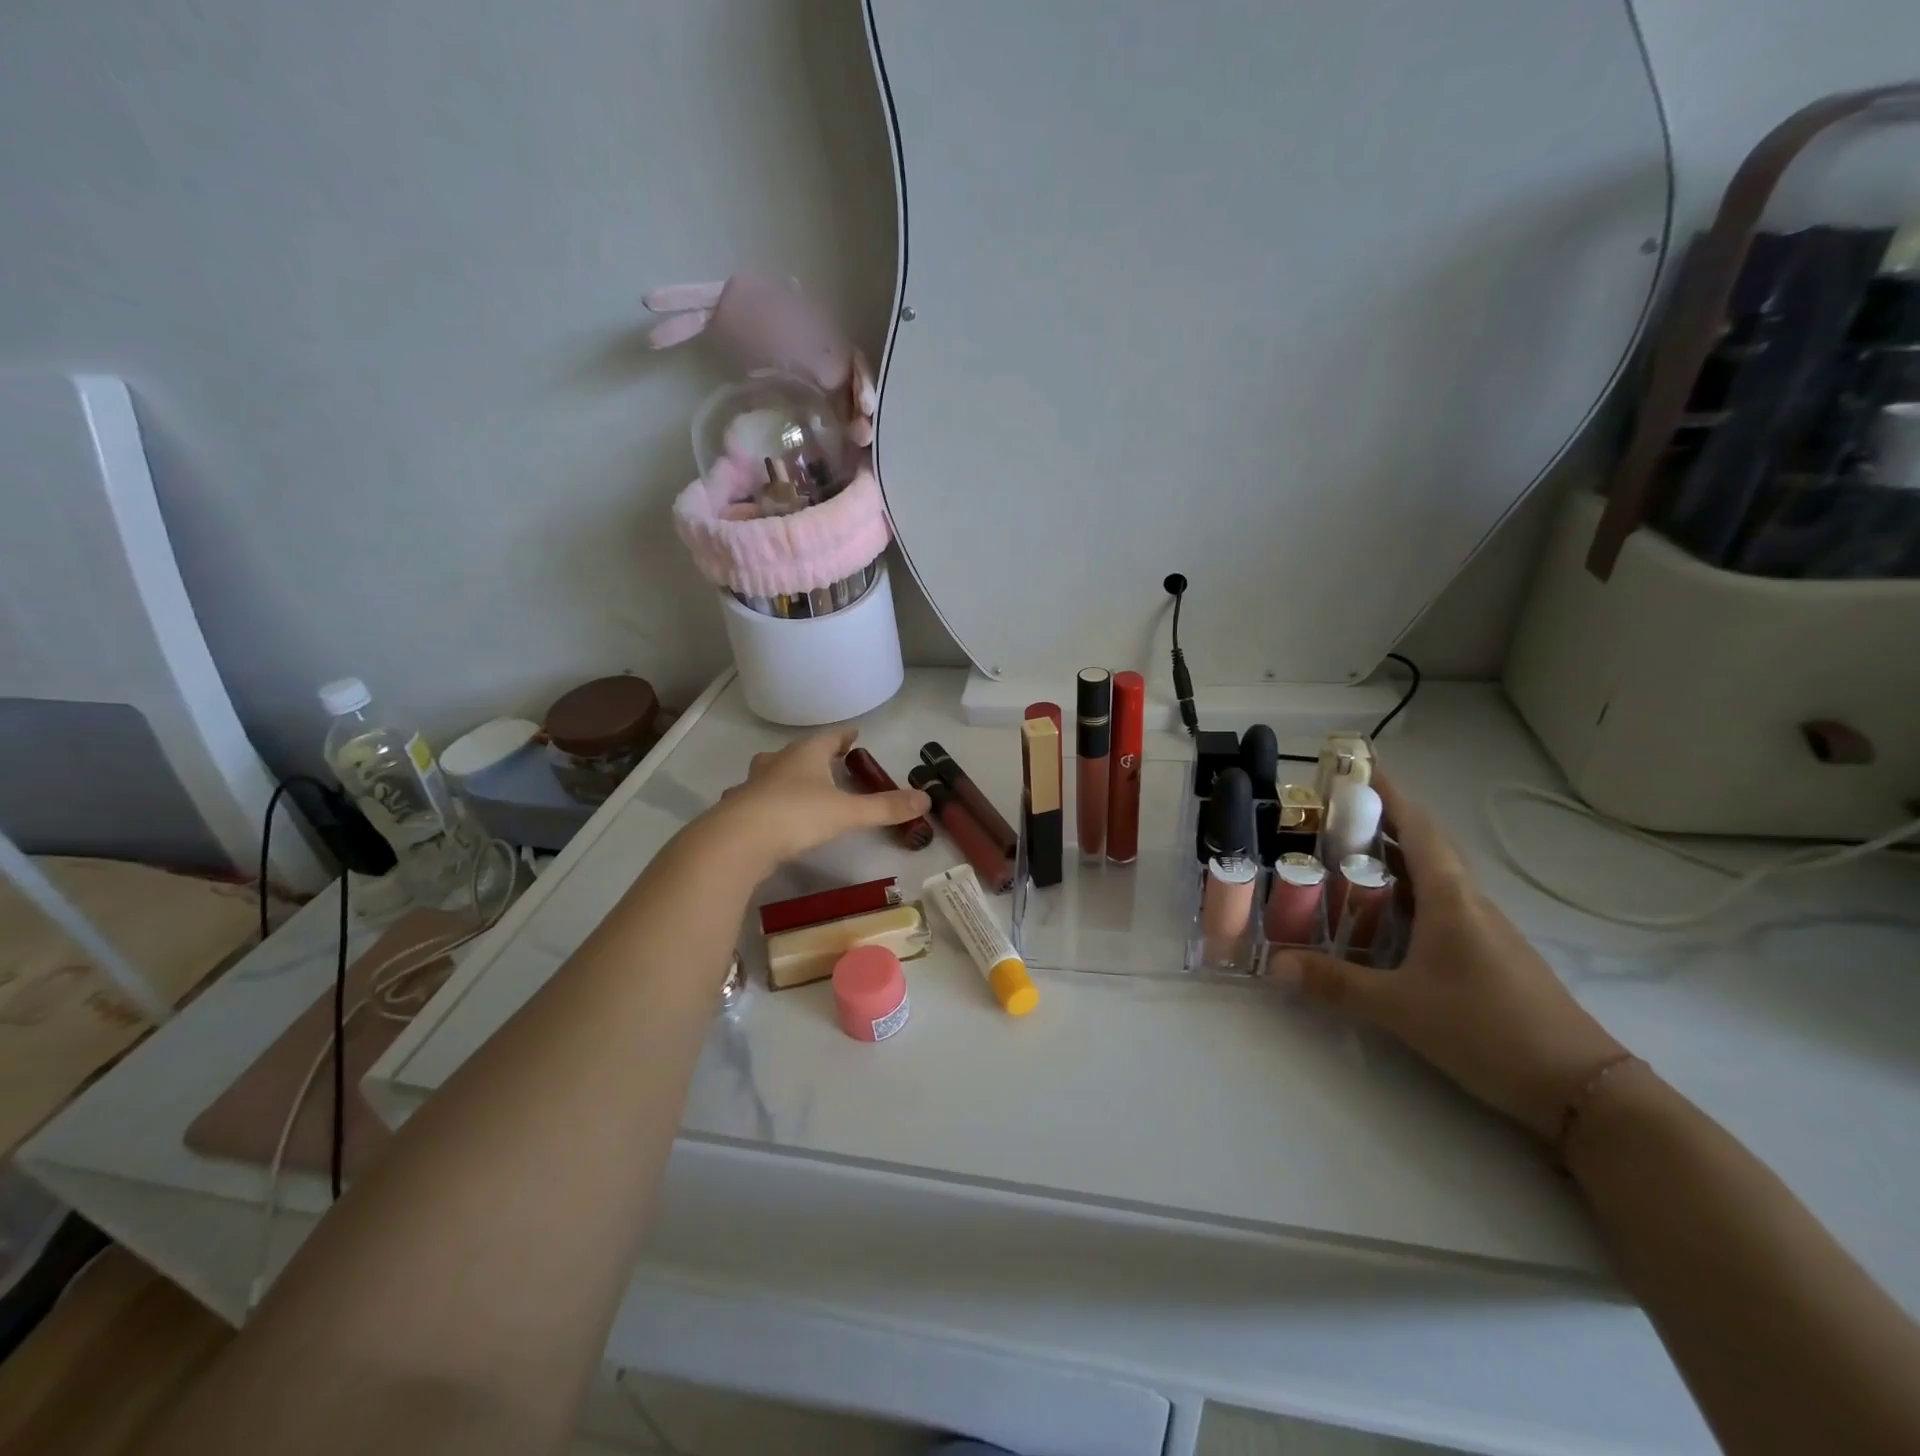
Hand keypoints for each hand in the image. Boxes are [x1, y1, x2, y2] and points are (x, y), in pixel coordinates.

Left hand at [703, 729, 929, 874]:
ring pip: (771, 772)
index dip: (844, 736)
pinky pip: (755, 799)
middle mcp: (777, 763)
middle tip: (828, 760)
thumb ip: (885, 807)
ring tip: (797, 784)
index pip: (828, 737)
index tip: (855, 733)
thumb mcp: (847, 812)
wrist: (736, 841)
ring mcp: (752, 785)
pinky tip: (767, 815)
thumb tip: (926, 799)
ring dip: (785, 775)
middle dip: (814, 755)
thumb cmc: (796, 816)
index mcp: (805, 755)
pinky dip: (765, 801)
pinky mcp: (737, 810)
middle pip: (797, 752)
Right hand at [1272, 776, 1626, 1140]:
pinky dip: (1405, 896)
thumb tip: (1274, 965)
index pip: (1417, 827)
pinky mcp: (1488, 956)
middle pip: (1423, 846)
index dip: (1389, 793)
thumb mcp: (1401, 1008)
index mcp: (1450, 898)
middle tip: (1330, 818)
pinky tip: (1381, 918)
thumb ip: (1336, 984)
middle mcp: (1468, 902)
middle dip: (1380, 824)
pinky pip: (1439, 907)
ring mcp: (1483, 930)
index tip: (1358, 766)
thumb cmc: (1488, 1029)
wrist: (1583, 1088)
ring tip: (1343, 859)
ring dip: (1391, 860)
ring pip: (1432, 878)